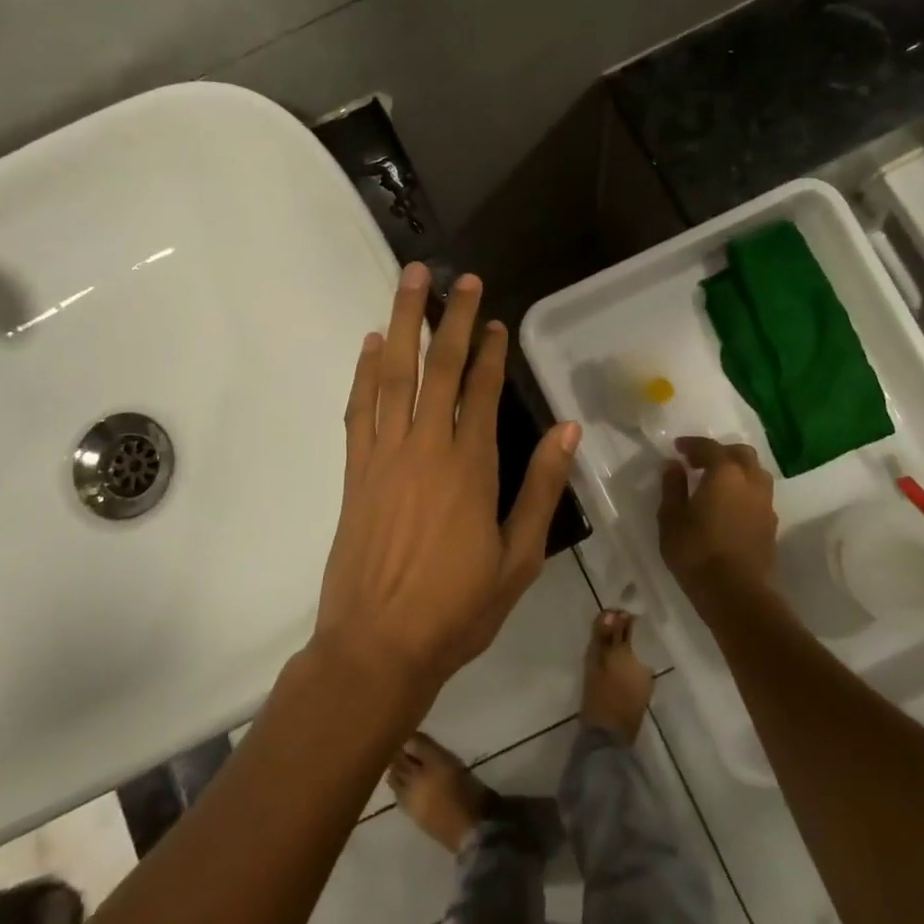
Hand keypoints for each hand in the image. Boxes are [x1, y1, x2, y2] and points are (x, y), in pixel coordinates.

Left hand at [312, 262, 581, 703]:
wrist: (377, 646)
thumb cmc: (457, 608)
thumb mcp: (518, 558)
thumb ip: (542, 489)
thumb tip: (567, 430)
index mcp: (470, 467)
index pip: (480, 391)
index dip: (489, 350)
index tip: (494, 318)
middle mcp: (425, 447)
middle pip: (437, 367)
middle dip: (450, 318)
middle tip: (459, 277)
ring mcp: (384, 455)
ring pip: (394, 374)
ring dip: (404, 322)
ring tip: (411, 281)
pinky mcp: (355, 470)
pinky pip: (359, 407)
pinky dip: (365, 370)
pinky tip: (372, 342)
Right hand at [659, 438, 777, 593]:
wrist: (736, 593)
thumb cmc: (696, 552)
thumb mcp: (671, 518)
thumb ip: (672, 487)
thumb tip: (673, 466)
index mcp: (725, 473)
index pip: (709, 447)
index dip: (692, 444)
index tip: (677, 448)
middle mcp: (750, 481)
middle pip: (741, 454)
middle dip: (720, 453)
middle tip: (699, 463)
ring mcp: (765, 504)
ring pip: (755, 473)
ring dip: (737, 471)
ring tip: (716, 483)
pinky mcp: (771, 525)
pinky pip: (759, 495)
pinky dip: (744, 491)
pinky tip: (729, 506)